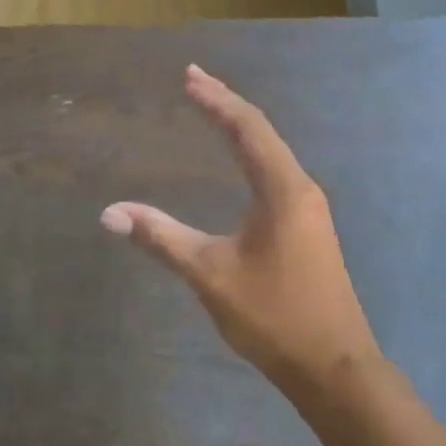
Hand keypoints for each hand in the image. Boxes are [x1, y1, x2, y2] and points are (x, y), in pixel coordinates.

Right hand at [101, 65, 379, 395]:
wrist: (335, 368)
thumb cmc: (273, 316)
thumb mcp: (210, 274)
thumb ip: (161, 237)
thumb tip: (110, 212)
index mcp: (282, 188)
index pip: (246, 128)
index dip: (216, 100)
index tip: (188, 77)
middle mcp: (300, 187)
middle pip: (261, 131)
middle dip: (226, 104)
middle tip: (195, 80)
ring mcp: (309, 207)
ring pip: (271, 151)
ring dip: (240, 127)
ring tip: (212, 109)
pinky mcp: (309, 225)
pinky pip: (276, 171)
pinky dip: (251, 152)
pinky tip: (240, 161)